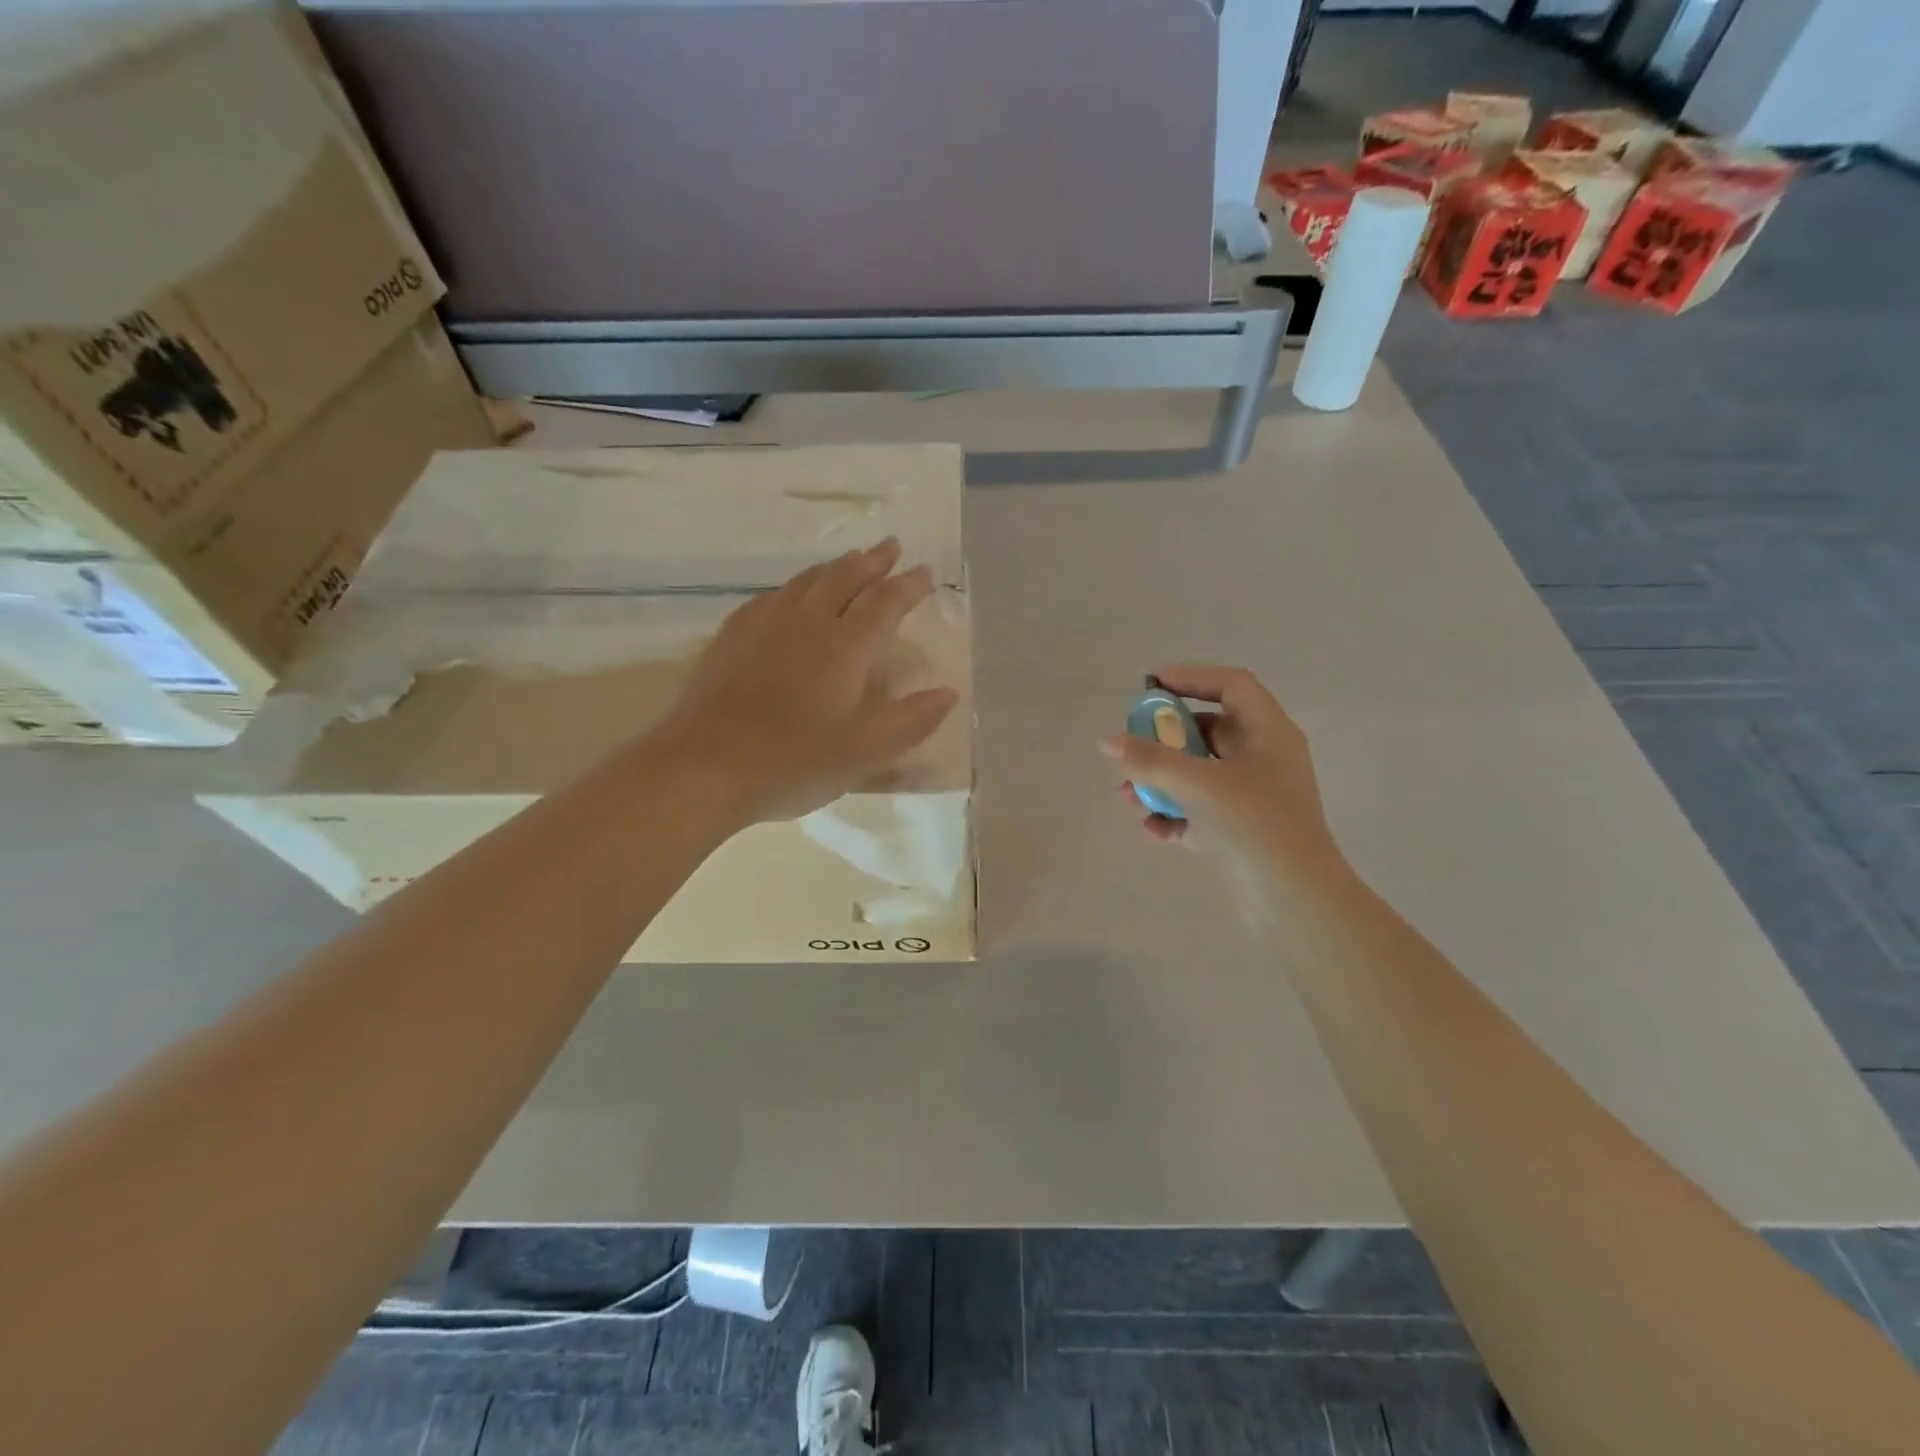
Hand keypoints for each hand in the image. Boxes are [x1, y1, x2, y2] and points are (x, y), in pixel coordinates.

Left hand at [653, 539, 958, 824]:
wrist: (705, 765)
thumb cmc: (794, 762)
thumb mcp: (865, 753)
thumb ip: (912, 721)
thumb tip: (949, 693)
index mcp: (845, 646)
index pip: (885, 602)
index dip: (909, 585)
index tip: (925, 573)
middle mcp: (807, 621)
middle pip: (845, 577)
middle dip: (873, 560)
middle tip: (891, 547)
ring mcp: (765, 623)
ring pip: (808, 580)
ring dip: (836, 567)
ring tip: (851, 560)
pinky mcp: (733, 634)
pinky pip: (774, 595)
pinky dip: (797, 586)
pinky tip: (793, 595)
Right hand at [1100, 665, 1348, 891]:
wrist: (1293, 898)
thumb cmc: (1254, 823)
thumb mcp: (1197, 784)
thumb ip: (1150, 759)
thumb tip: (1107, 740)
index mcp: (1268, 733)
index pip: (1232, 685)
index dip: (1192, 677)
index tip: (1150, 685)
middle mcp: (1264, 758)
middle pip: (1210, 730)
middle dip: (1166, 738)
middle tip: (1132, 743)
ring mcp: (1254, 796)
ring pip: (1201, 774)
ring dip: (1162, 781)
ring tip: (1128, 797)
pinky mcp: (1243, 830)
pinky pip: (1201, 810)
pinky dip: (1175, 815)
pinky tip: (1151, 829)